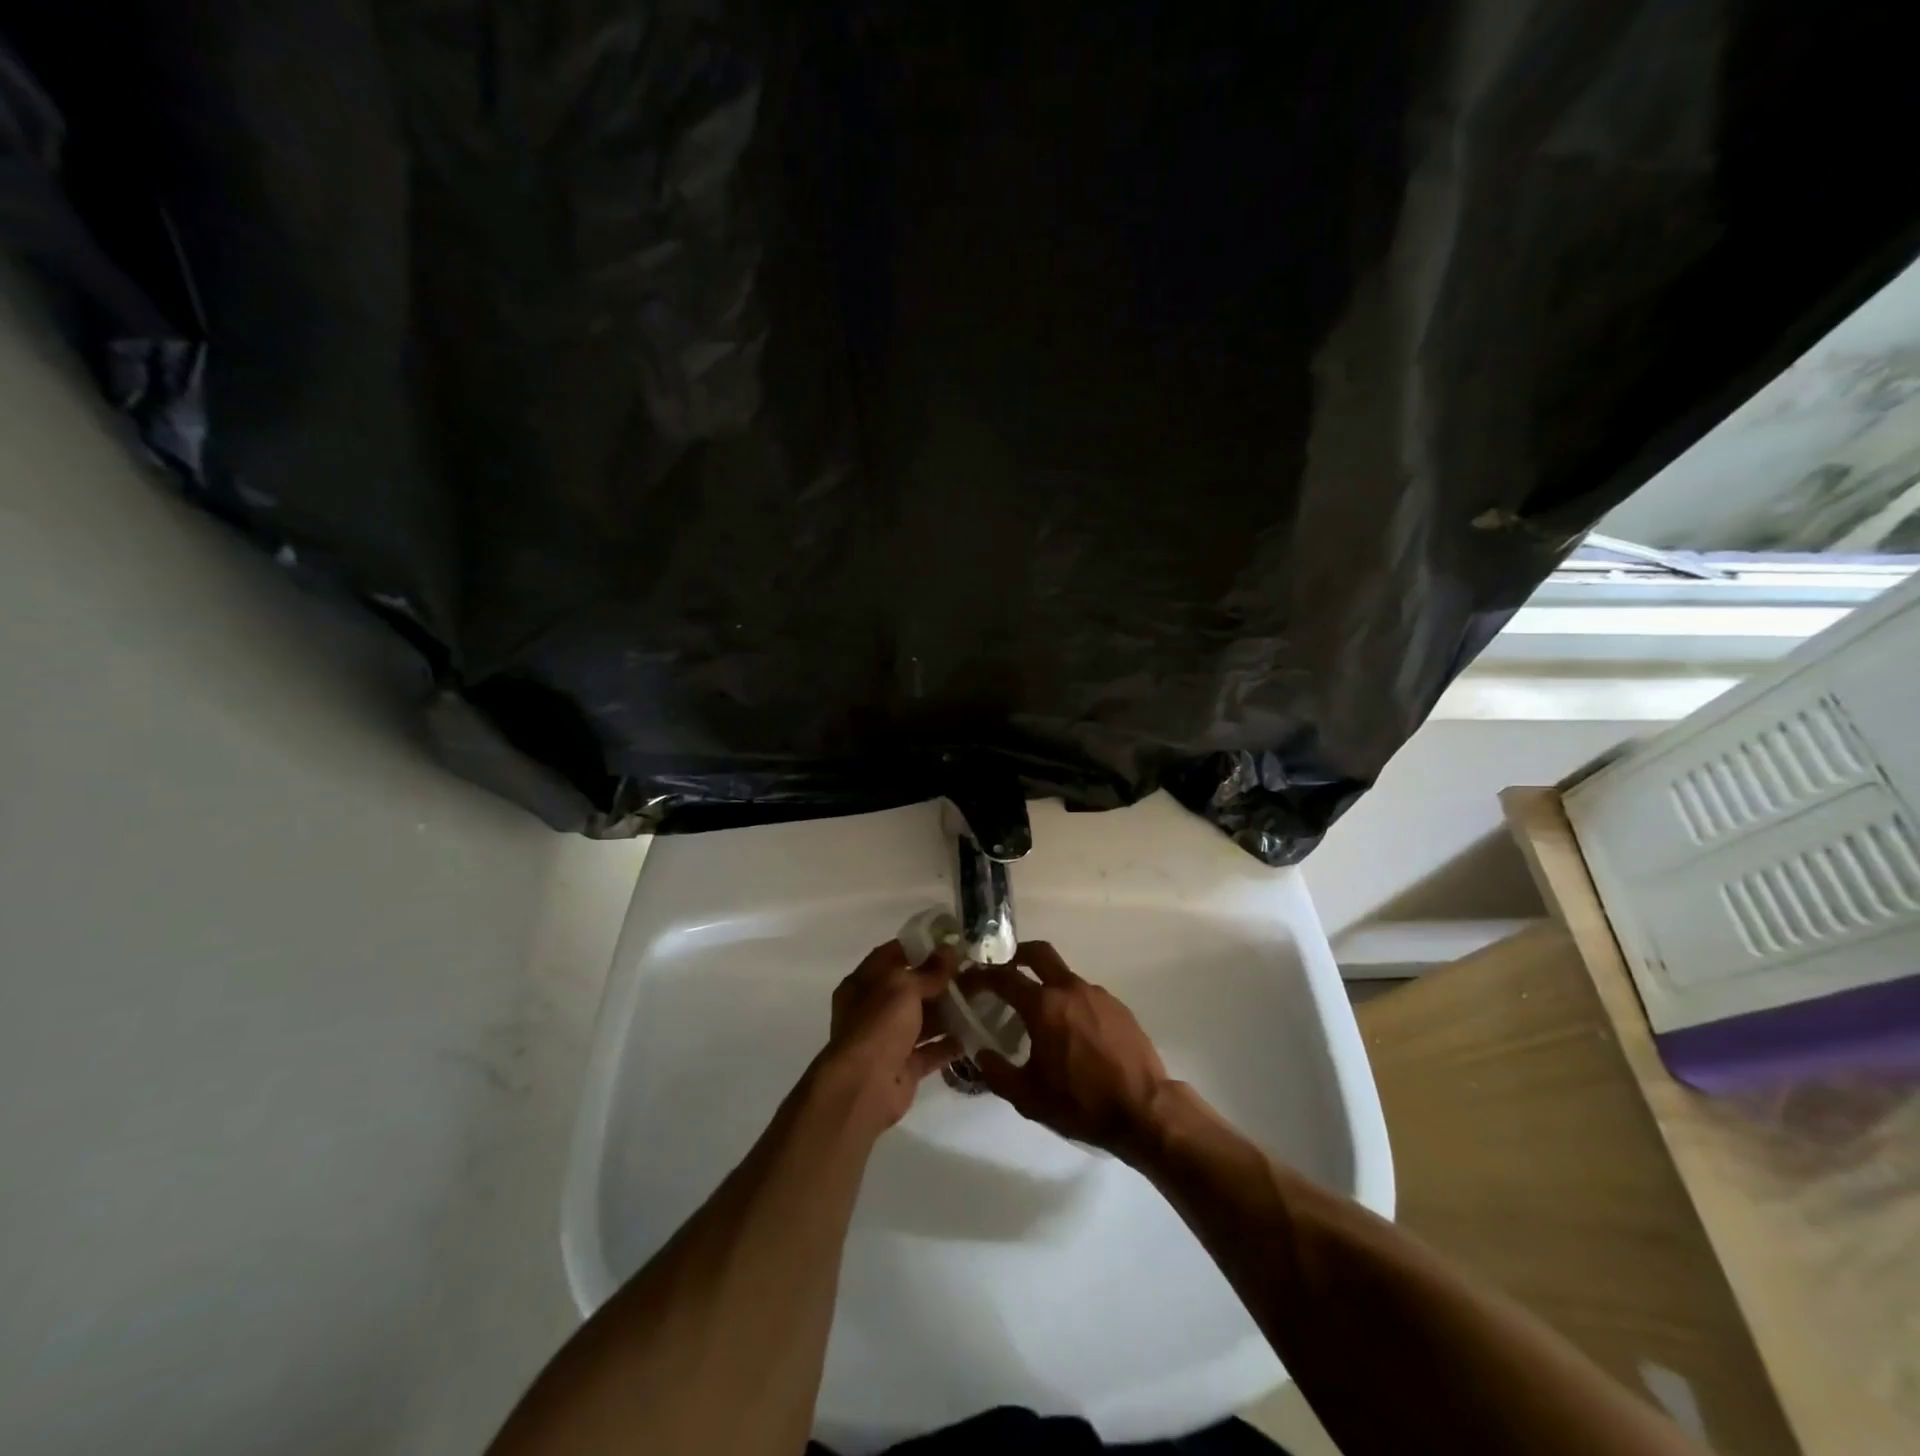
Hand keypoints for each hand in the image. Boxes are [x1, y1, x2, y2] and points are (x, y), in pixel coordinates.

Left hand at [814, 940, 960, 1135]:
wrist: (864, 1087)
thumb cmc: (878, 1025)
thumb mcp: (904, 987)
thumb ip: (929, 971)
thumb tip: (951, 950)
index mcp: (863, 983)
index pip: (892, 956)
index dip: (919, 947)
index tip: (950, 942)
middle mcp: (874, 1009)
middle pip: (911, 988)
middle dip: (940, 981)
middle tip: (973, 972)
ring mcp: (889, 1039)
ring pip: (923, 1019)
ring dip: (949, 1011)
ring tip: (981, 999)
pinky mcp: (905, 1066)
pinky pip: (931, 1050)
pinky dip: (950, 1043)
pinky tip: (975, 1032)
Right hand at [960, 941, 1171, 1160]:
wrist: (1145, 1110)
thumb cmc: (1081, 1104)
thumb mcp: (1028, 1097)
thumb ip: (997, 1072)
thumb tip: (980, 1053)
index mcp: (1044, 1006)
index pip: (1004, 977)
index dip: (981, 976)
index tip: (969, 982)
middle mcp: (1070, 989)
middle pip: (1039, 953)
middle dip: (1016, 955)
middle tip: (1003, 971)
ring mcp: (1097, 994)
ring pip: (1064, 976)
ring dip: (1046, 984)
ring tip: (1039, 1015)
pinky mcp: (1118, 1006)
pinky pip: (1085, 995)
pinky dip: (1070, 1002)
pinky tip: (1071, 1032)